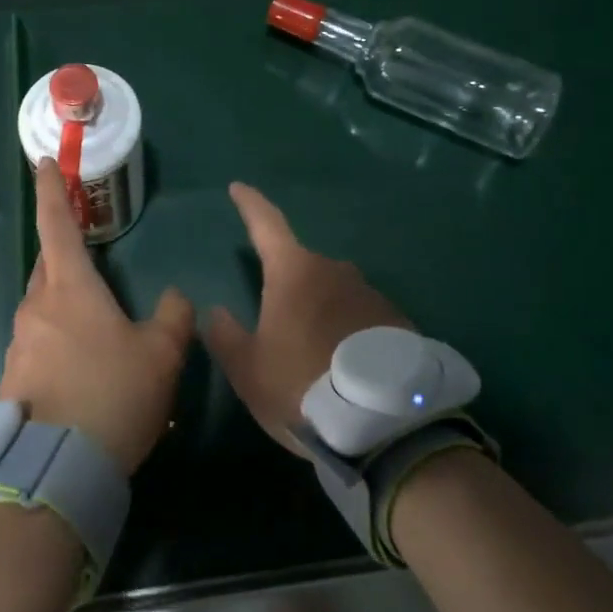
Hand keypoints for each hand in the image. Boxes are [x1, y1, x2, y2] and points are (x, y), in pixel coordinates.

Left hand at [0, 158, 193, 474]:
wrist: (58, 472)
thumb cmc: (114, 396)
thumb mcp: (162, 354)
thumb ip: (174, 316)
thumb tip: (175, 296)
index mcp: (69, 288)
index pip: (56, 224)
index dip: (51, 190)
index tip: (42, 162)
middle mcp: (36, 307)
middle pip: (48, 265)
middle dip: (64, 252)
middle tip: (88, 254)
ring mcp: (19, 345)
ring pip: (42, 307)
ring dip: (64, 304)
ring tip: (96, 329)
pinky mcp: (12, 379)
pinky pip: (37, 343)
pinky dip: (57, 342)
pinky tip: (82, 371)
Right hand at [202, 183, 414, 455]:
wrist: (384, 423)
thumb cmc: (302, 386)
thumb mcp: (249, 370)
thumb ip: (225, 336)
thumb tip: (215, 312)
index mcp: (294, 272)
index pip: (266, 224)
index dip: (250, 205)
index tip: (238, 188)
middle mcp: (334, 271)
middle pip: (301, 266)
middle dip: (286, 285)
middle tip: (276, 322)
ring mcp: (370, 293)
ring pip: (333, 292)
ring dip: (320, 310)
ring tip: (314, 355)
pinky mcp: (397, 320)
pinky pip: (361, 315)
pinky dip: (348, 329)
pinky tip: (346, 365)